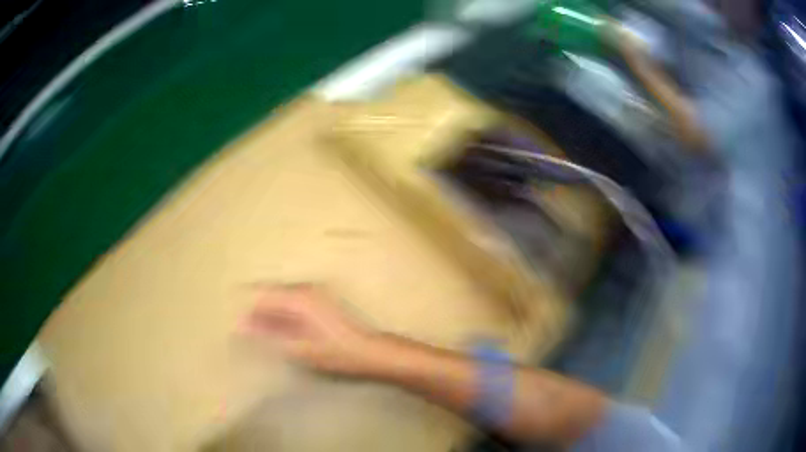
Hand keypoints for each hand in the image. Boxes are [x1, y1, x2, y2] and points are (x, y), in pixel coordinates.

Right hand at [242, 283, 378, 375]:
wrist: (370, 351)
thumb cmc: (335, 352)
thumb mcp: (298, 347)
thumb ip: (268, 334)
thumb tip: (240, 324)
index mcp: (299, 297)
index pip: (261, 293)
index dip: (244, 303)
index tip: (230, 314)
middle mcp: (305, 288)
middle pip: (270, 293)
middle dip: (255, 307)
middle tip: (242, 326)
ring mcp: (315, 292)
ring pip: (281, 297)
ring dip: (268, 310)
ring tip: (255, 328)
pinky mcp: (320, 300)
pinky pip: (292, 301)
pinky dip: (281, 312)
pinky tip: (276, 327)